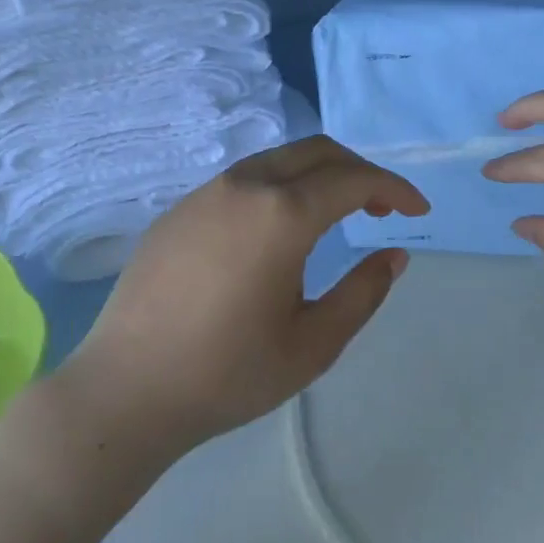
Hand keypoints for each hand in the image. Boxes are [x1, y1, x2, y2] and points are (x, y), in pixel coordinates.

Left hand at [59, 136, 429, 459]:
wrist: (125, 391)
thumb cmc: (227, 373)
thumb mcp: (313, 345)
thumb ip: (363, 293)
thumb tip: (394, 255)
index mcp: (283, 214)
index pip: (354, 180)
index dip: (394, 189)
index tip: (418, 210)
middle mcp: (246, 186)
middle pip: (318, 151)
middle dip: (359, 171)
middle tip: (382, 209)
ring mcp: (207, 193)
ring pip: (279, 160)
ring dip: (318, 176)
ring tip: (335, 215)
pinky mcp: (180, 209)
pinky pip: (244, 180)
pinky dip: (280, 187)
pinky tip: (277, 231)